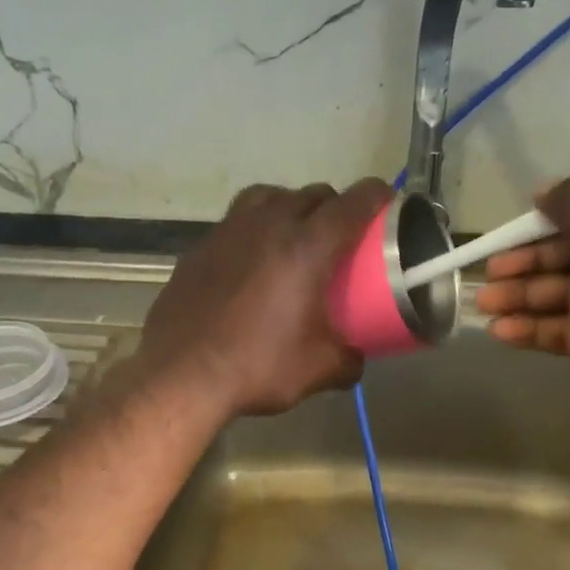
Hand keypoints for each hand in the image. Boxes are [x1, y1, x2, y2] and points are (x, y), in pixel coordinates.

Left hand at [139, 179, 392, 419]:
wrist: (181, 375)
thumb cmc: (257, 367)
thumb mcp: (318, 370)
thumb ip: (349, 359)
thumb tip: (356, 356)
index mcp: (307, 247)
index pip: (353, 202)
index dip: (378, 196)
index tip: (388, 205)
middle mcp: (268, 225)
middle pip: (312, 194)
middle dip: (334, 206)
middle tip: (341, 236)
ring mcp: (228, 232)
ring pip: (268, 196)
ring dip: (290, 207)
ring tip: (294, 236)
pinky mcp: (199, 248)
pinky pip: (235, 223)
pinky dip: (253, 231)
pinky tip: (250, 263)